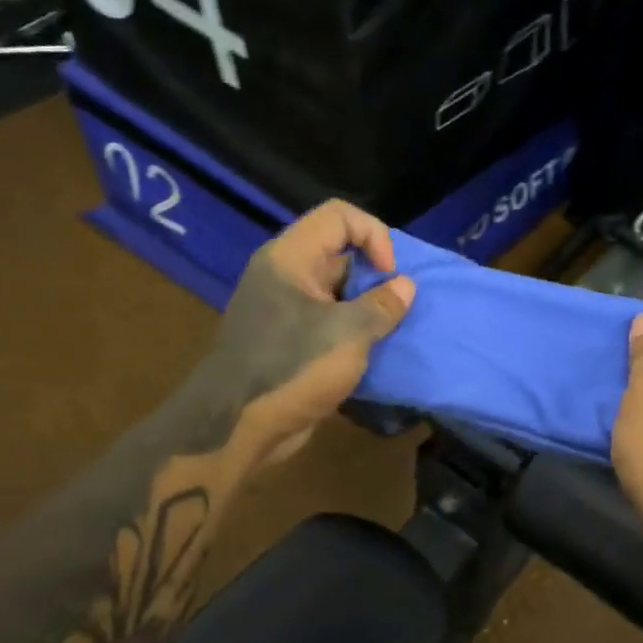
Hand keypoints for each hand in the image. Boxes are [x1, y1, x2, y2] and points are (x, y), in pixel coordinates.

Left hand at [208, 201, 415, 468]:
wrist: (236, 426)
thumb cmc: (293, 367)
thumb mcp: (349, 333)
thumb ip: (382, 306)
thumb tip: (405, 286)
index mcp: (291, 258)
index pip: (339, 216)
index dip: (373, 234)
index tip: (390, 273)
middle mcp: (285, 275)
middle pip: (339, 252)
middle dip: (376, 274)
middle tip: (397, 306)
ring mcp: (283, 309)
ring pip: (336, 290)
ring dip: (368, 306)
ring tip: (392, 330)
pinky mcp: (287, 340)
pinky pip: (328, 321)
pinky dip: (353, 330)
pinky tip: (373, 352)